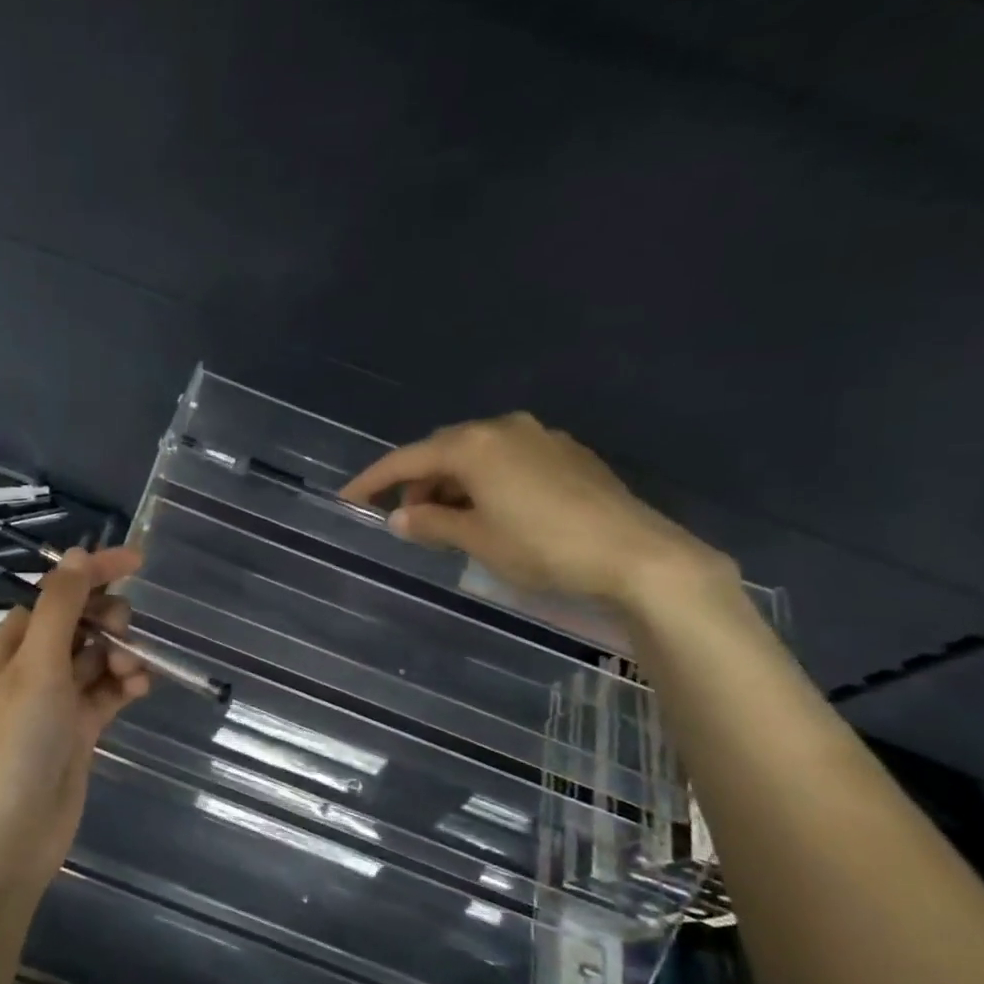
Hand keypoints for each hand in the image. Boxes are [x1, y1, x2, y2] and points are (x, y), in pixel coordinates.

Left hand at [0, 545, 151, 890]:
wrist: (9, 839)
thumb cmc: (15, 744)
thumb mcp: (36, 667)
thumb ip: (61, 608)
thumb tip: (79, 553)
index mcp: (10, 647)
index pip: (55, 594)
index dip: (92, 573)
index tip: (137, 561)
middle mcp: (31, 668)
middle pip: (79, 624)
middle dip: (109, 621)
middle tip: (125, 635)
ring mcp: (56, 701)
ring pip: (97, 658)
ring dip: (121, 654)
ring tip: (135, 672)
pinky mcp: (78, 730)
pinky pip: (107, 692)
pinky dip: (125, 684)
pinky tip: (141, 687)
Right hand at [340, 413, 735, 612]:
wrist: (637, 555)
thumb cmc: (543, 547)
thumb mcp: (478, 540)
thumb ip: (431, 523)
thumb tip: (398, 516)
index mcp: (474, 445)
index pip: (407, 459)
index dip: (372, 481)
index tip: (347, 499)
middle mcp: (504, 428)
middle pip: (442, 451)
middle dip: (417, 483)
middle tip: (404, 518)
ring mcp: (541, 437)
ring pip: (477, 454)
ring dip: (453, 483)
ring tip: (447, 521)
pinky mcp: (568, 453)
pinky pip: (508, 460)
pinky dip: (485, 481)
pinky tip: (491, 510)